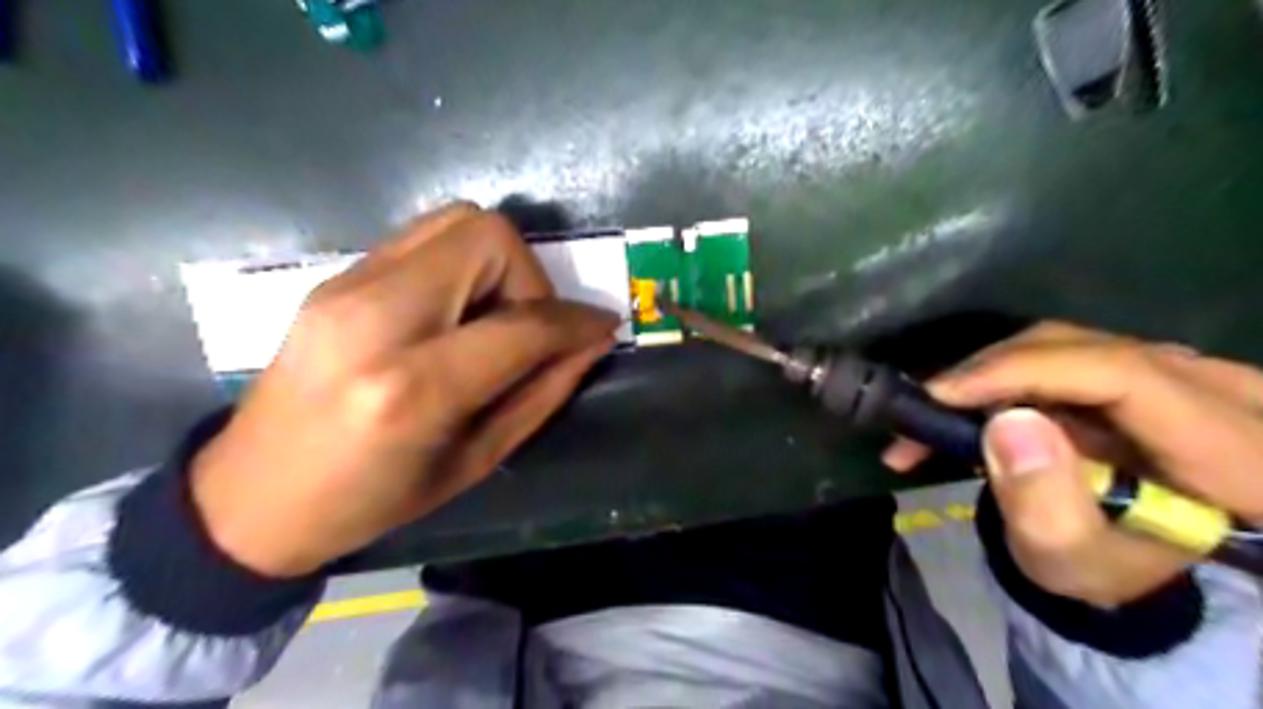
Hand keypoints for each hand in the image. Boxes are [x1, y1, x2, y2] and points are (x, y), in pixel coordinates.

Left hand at [190, 201, 620, 578]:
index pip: (522, 324)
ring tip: (493, 318)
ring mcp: (346, 285)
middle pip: (487, 236)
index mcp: (412, 387)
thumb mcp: (474, 462)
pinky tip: (456, 311)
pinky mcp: (335, 275)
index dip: (575, 321)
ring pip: (456, 221)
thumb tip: (591, 341)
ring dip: (498, 263)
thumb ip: (541, 394)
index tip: (602, 327)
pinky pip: (424, 238)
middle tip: (529, 329)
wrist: (251, 495)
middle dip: (531, 278)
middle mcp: (376, 317)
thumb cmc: (371, 500)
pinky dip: (462, 263)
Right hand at [881, 325, 1262, 605]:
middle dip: (990, 373)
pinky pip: (1058, 352)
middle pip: (1082, 349)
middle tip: (924, 409)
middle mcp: (1219, 393)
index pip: (1122, 375)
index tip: (943, 395)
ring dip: (988, 374)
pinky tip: (962, 402)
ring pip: (1062, 344)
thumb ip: (1043, 502)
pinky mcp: (1140, 365)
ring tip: (933, 413)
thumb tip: (1006, 423)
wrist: (1128, 559)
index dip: (1023, 373)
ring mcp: (1181, 371)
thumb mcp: (1070, 559)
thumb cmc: (1102, 569)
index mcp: (1235, 453)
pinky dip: (1001, 375)